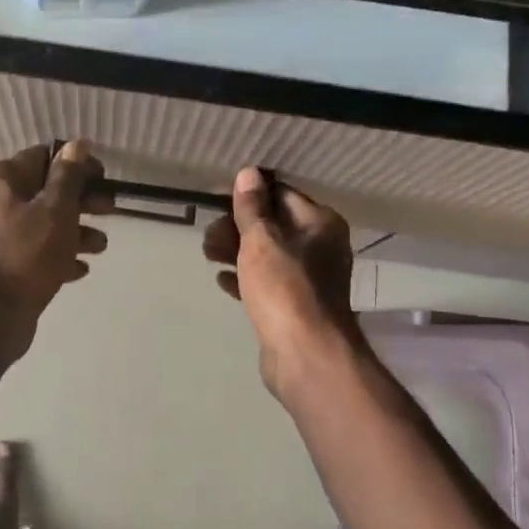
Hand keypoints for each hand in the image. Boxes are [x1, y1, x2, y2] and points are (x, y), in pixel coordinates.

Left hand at [0, 142, 110, 354]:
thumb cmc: (26, 253)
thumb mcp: (56, 209)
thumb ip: (68, 176)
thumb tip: (77, 144)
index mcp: (2, 181)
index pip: (43, 157)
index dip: (76, 165)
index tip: (103, 178)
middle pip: (46, 191)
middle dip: (81, 200)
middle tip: (110, 210)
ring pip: (44, 224)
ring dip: (75, 231)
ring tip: (100, 247)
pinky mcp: (5, 265)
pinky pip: (37, 252)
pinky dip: (59, 256)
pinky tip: (79, 270)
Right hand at [203, 167, 361, 396]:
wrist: (305, 355)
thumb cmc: (285, 289)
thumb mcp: (262, 240)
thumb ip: (252, 207)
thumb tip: (249, 172)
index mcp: (320, 224)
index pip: (282, 195)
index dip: (249, 196)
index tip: (218, 200)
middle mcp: (321, 247)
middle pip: (273, 225)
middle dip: (237, 227)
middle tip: (208, 236)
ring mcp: (309, 279)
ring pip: (268, 255)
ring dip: (236, 251)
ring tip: (207, 254)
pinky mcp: (295, 306)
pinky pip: (267, 283)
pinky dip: (245, 278)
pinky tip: (221, 280)